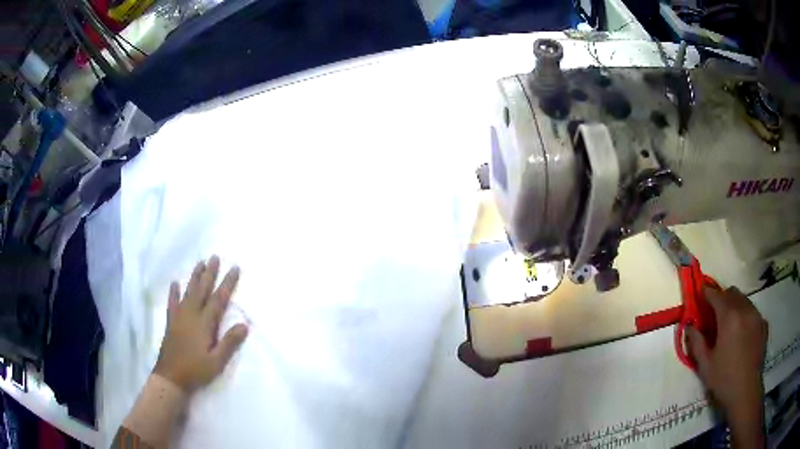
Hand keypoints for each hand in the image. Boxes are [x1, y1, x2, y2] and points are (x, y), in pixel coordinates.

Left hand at [154, 256, 248, 392]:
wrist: (171, 377)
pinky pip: (172, 303)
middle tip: (214, 256)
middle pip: (202, 290)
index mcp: (204, 323)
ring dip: (194, 277)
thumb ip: (229, 342)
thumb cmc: (196, 370)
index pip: (218, 299)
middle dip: (209, 273)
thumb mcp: (217, 361)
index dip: (227, 283)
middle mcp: (191, 314)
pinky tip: (175, 283)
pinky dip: (174, 292)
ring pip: (188, 292)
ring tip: (200, 263)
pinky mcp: (171, 322)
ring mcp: (179, 317)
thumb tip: (244, 324)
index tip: (234, 268)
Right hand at [687, 286, 767, 446]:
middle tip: (715, 313)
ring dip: (735, 305)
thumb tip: (689, 326)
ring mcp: (756, 315)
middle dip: (722, 298)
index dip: (707, 293)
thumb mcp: (705, 365)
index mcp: (729, 317)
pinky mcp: (763, 323)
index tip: (701, 294)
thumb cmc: (724, 379)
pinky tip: (742, 333)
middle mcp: (744, 309)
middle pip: (732, 292)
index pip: (716, 295)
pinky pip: (752, 311)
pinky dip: (745, 315)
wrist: (746, 390)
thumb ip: (696, 342)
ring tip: (729, 324)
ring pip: (744, 299)